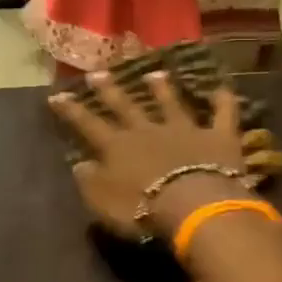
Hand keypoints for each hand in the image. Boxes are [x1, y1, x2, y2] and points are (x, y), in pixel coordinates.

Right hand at [51, 71, 251, 238]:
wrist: (192, 204)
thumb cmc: (143, 209)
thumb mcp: (103, 203)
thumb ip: (91, 183)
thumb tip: (80, 165)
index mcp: (118, 147)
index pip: (89, 125)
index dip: (72, 111)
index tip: (57, 96)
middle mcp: (149, 130)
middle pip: (127, 106)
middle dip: (111, 90)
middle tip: (98, 72)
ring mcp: (186, 129)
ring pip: (171, 103)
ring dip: (163, 88)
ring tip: (155, 72)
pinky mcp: (218, 136)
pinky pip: (223, 114)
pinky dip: (224, 101)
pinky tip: (224, 88)